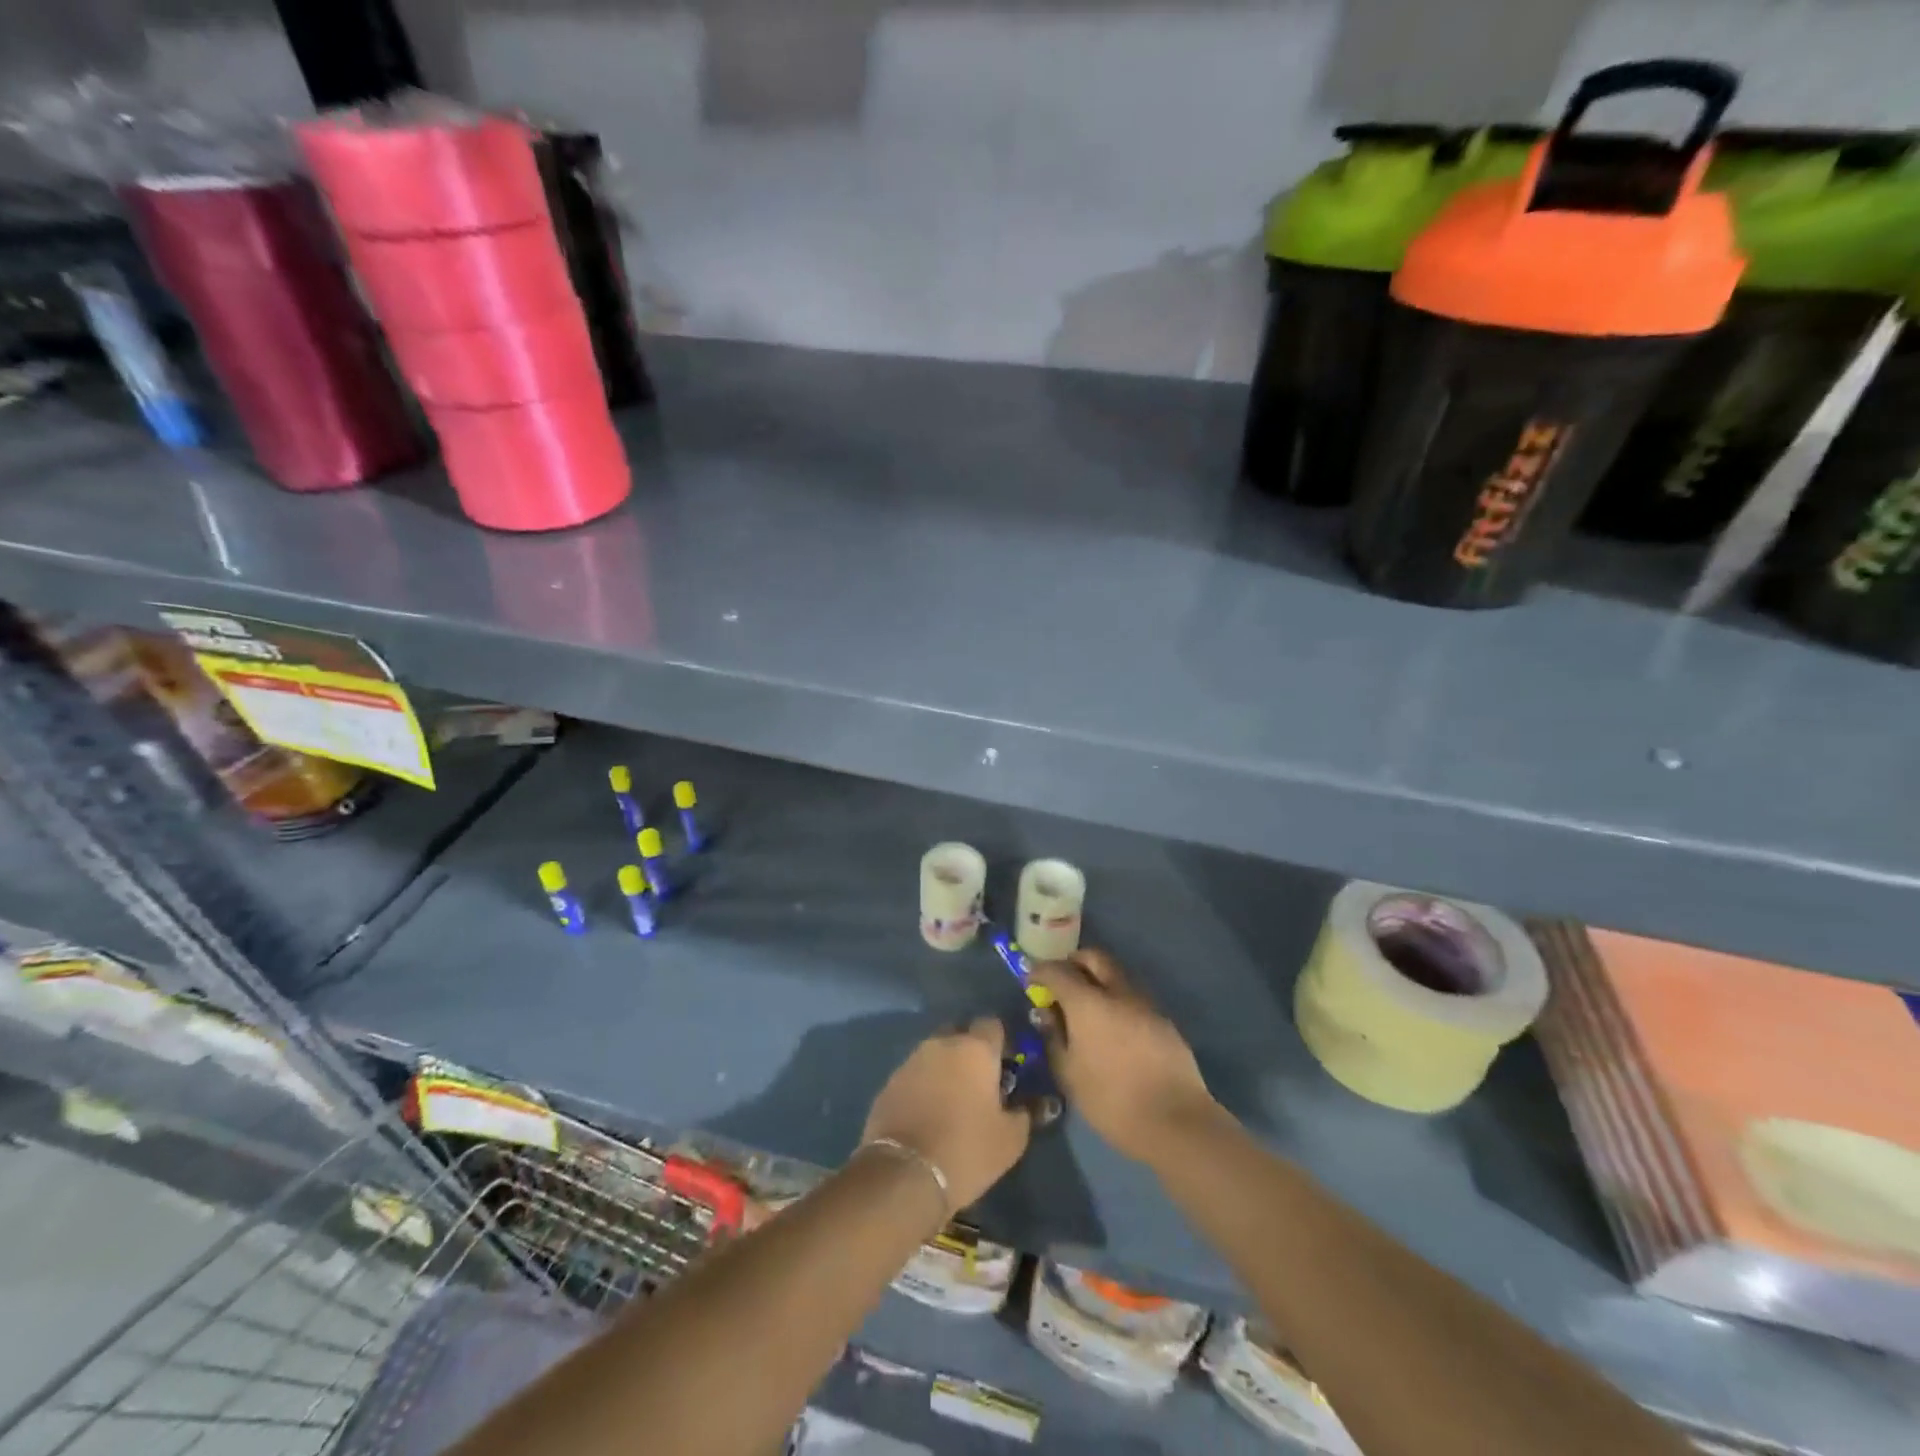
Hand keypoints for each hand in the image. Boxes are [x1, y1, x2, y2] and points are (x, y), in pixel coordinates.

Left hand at [862, 1018, 1030, 1211]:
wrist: (903, 1174)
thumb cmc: (966, 1150)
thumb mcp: (1010, 1140)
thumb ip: (1023, 1114)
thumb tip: (1025, 1106)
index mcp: (975, 1049)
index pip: (992, 1025)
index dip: (1001, 1042)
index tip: (1006, 1066)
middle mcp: (941, 1044)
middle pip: (960, 1034)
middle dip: (970, 1052)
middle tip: (980, 1083)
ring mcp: (911, 1061)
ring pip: (935, 1053)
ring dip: (945, 1069)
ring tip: (953, 1101)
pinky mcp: (889, 1082)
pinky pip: (915, 1075)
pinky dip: (924, 1086)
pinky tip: (928, 1114)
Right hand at [1028, 949, 1221, 1165]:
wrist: (1175, 1121)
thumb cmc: (1111, 1100)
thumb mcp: (1069, 1074)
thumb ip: (1054, 1037)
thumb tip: (1046, 1013)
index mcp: (1088, 1002)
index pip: (1058, 971)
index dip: (1041, 972)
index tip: (1031, 980)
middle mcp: (1118, 992)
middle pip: (1094, 958)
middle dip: (1074, 962)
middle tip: (1061, 980)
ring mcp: (1146, 1004)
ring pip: (1117, 974)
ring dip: (1099, 978)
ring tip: (1087, 1004)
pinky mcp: (1164, 1020)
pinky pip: (1134, 997)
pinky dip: (1118, 999)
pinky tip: (1114, 1026)